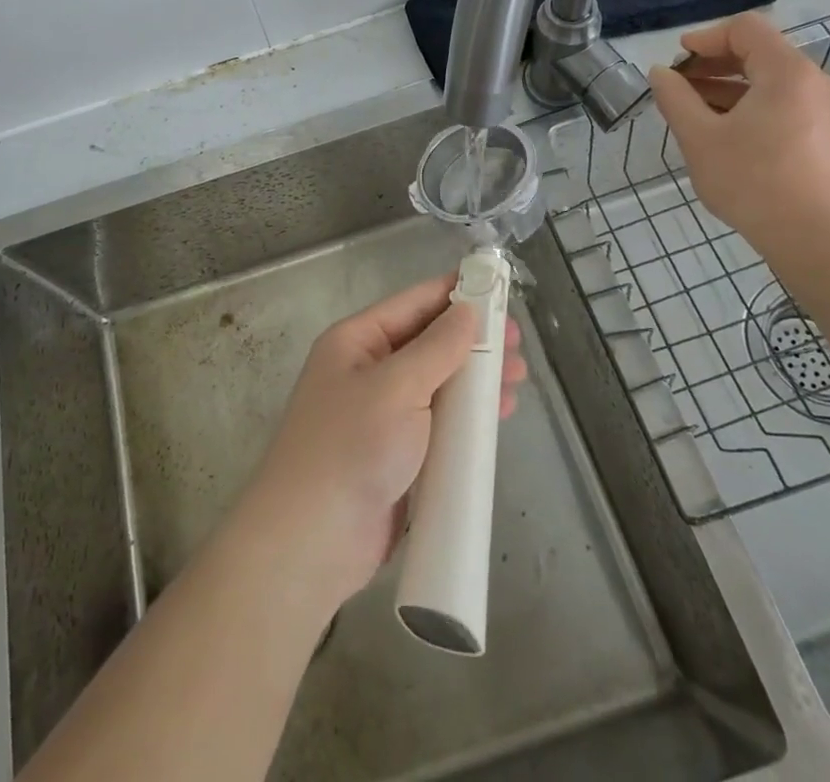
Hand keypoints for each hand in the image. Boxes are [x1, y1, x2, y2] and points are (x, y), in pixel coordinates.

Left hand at [233, 275, 526, 611]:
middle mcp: (368, 371)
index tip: (498, 286)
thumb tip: (469, 309)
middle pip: (429, 343)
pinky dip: (468, 416)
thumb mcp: (397, 387)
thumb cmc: (351, 447)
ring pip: (438, 384)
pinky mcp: (397, 455)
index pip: (413, 303)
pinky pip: (438, 423)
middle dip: (473, 340)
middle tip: (519, 341)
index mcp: (356, 341)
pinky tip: (498, 414)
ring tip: (519, 376)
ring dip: (476, 379)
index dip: (455, 292)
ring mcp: (382, 416)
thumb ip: (437, 347)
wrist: (311, 542)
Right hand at [648, 12, 829, 262]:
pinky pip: (784, 105)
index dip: (705, 38)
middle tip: (678, 86)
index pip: (745, 29)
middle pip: (759, 53)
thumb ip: (675, 99)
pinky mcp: (828, 137)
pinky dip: (751, 107)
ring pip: (770, 82)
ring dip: (728, 88)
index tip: (676, 61)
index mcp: (787, 72)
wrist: (821, 243)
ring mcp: (826, 111)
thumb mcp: (700, 138)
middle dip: (713, 65)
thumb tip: (660, 73)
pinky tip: (724, 135)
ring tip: (693, 112)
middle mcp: (814, 82)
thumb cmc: (755, 183)